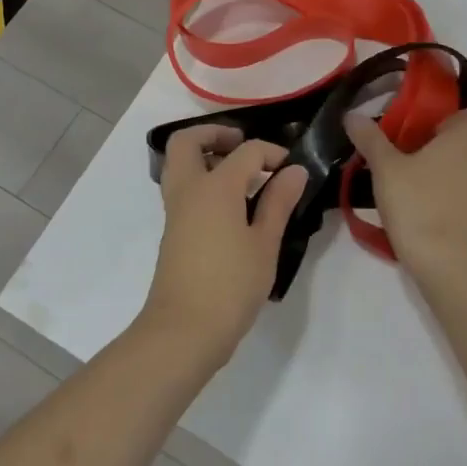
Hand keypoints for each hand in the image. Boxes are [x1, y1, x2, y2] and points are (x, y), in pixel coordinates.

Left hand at [140, 126, 309, 367]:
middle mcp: (189, 189)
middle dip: (215, 134)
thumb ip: (278, 202)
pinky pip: (183, 187)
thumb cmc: (230, 285)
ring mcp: (176, 210)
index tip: (292, 169)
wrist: (183, 331)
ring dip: (206, 156)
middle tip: (244, 147)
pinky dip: (202, 180)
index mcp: (215, 186)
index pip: (246, 151)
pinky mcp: (173, 230)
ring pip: (180, 163)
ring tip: (241, 175)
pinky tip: (231, 205)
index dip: (272, 153)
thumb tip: (294, 170)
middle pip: (188, 141)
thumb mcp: (265, 243)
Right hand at [346, 107, 466, 282]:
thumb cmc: (418, 207)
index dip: (459, 121)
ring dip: (464, 187)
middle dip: (454, 156)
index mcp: (466, 141)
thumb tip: (353, 114)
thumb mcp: (385, 171)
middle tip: (421, 172)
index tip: (434, 135)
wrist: (454, 269)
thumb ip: (371, 140)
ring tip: (432, 207)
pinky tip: (451, 235)